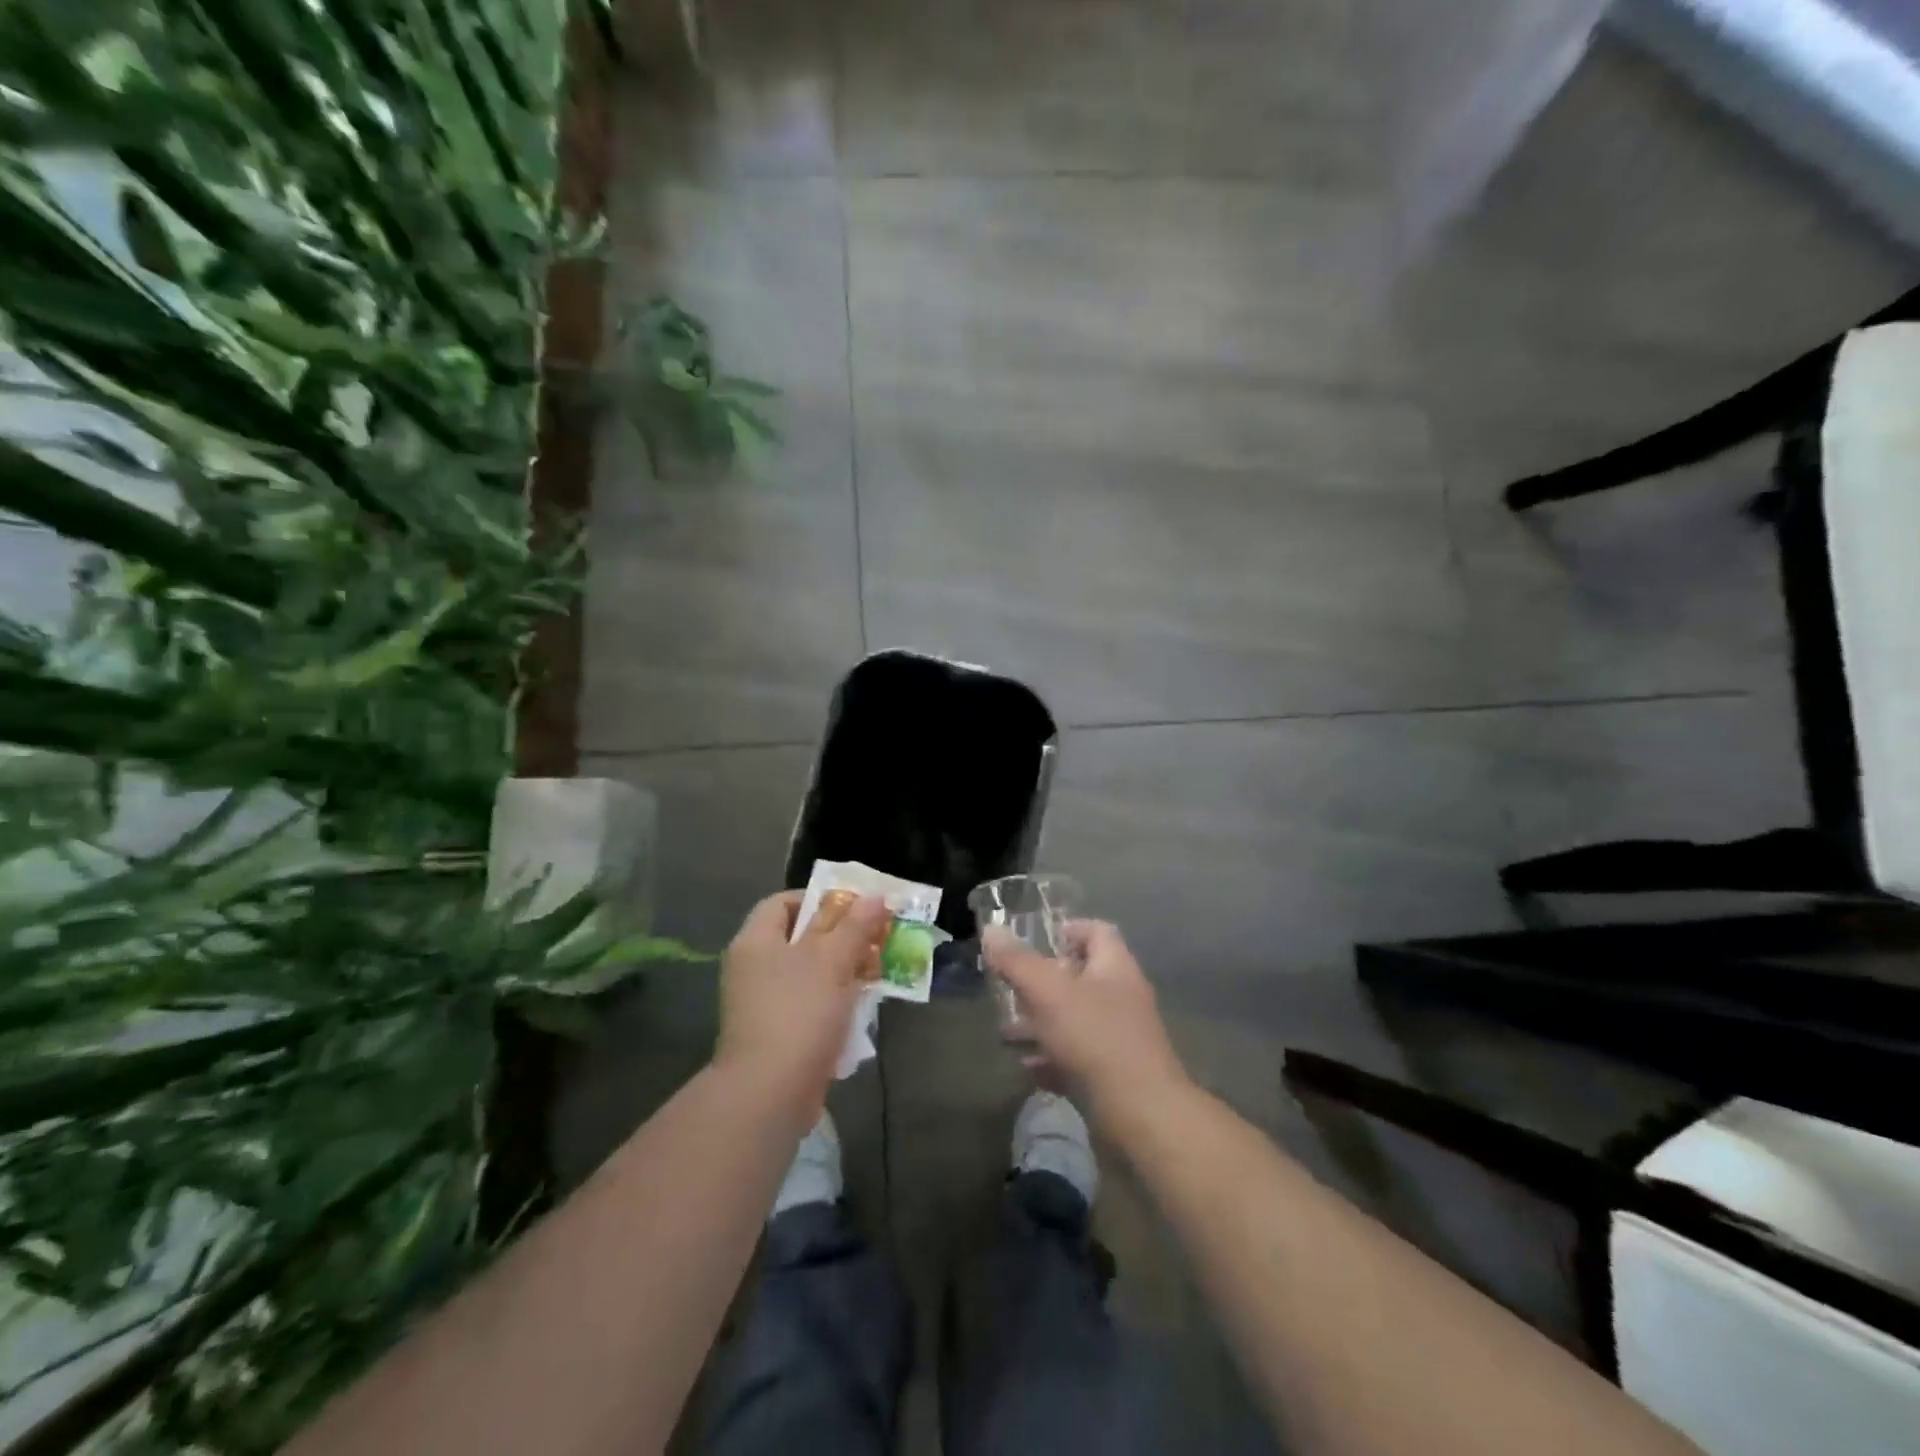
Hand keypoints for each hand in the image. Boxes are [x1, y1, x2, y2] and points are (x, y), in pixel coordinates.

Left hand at [715, 890, 890, 1131]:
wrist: (768, 1094)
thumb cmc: (798, 1013)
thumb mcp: (833, 961)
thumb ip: (855, 926)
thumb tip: (876, 896)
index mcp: (755, 941)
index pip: (783, 902)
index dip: (818, 899)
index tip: (854, 909)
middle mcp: (752, 968)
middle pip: (800, 939)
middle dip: (840, 938)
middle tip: (874, 940)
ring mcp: (761, 1005)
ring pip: (808, 975)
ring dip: (842, 973)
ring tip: (875, 973)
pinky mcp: (775, 1036)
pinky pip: (808, 1007)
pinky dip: (833, 1005)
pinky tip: (860, 1011)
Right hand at [983, 920, 1190, 1125]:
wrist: (1140, 1116)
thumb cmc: (1095, 1038)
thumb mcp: (1048, 992)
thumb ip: (1017, 961)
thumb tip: (991, 930)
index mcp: (1115, 967)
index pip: (1097, 931)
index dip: (1067, 929)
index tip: (1035, 941)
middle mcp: (1121, 998)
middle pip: (1080, 977)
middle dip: (1041, 983)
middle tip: (1009, 988)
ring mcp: (1119, 1039)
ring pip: (1074, 1020)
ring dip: (1040, 1024)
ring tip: (1007, 1032)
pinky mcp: (1113, 1076)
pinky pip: (1077, 1058)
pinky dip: (1051, 1059)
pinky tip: (1026, 1067)